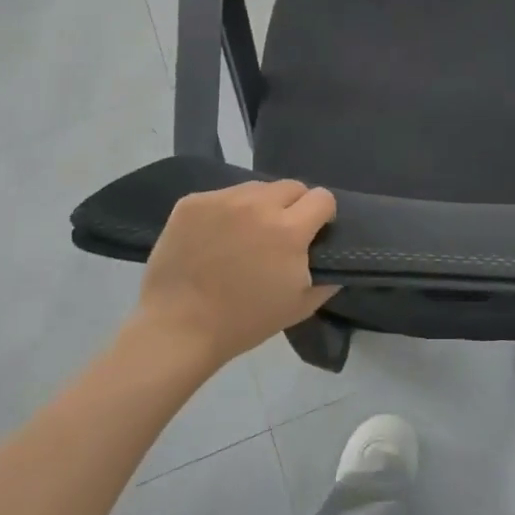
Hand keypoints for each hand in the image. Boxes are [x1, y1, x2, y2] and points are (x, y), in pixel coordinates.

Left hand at [130, 180, 338, 371]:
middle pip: (291, 186)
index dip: (323, 215)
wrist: (178, 328)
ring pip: (256, 188)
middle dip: (294, 206)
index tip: (314, 232)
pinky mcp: (192, 202)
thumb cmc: (244, 322)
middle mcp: (258, 205)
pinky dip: (226, 212)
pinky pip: (222, 196)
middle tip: (280, 234)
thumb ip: (328, 278)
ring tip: (245, 235)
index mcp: (289, 230)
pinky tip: (215, 238)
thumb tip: (336, 258)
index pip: (322, 197)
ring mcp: (222, 199)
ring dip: (259, 206)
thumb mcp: (300, 306)